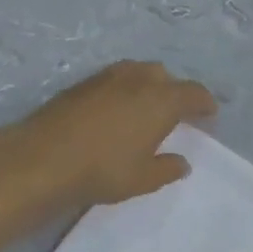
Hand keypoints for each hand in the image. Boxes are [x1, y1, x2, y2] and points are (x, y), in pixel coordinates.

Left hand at [19, 61, 217, 208]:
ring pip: (138, 72)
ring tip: (146, 107)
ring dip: (148, 86)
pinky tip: (116, 109)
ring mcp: (107, 77)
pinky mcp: (82, 83)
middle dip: (175, 91)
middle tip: (176, 113)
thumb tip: (182, 162)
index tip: (209, 113)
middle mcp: (138, 80)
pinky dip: (124, 89)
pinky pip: (114, 79)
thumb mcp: (143, 179)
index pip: (193, 93)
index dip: (204, 103)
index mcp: (161, 99)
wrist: (42, 158)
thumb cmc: (103, 170)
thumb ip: (167, 168)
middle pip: (165, 77)